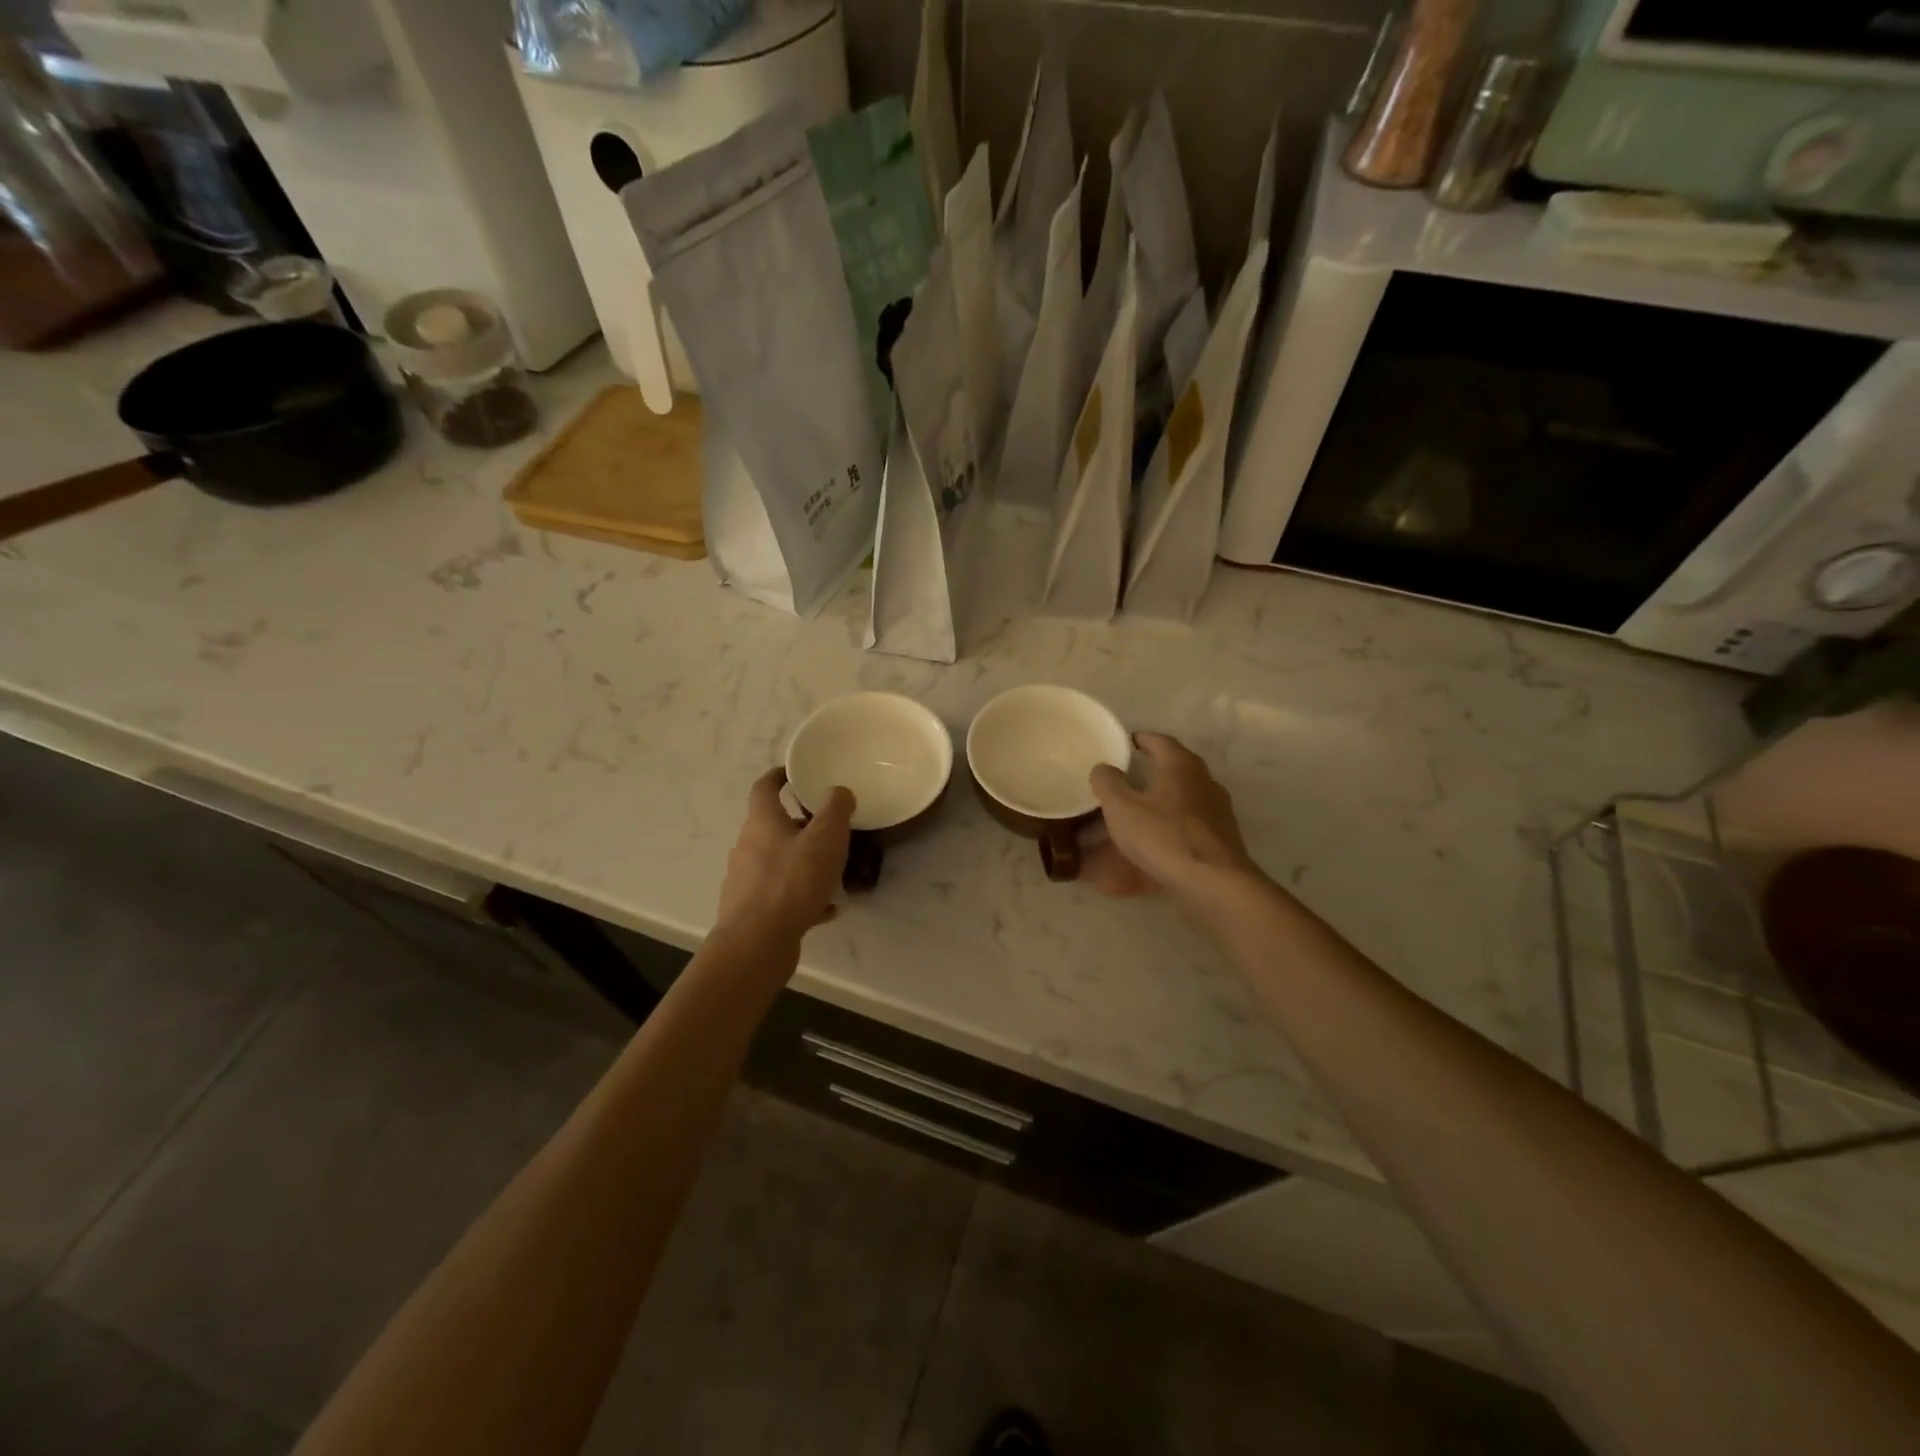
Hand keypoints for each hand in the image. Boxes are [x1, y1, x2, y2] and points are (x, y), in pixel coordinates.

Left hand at [715, 769, 854, 945]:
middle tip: (830, 831)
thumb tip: (839, 791)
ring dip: (803, 864)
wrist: (757, 942)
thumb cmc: (792, 881)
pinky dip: (802, 897)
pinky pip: (781, 896)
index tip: (795, 773)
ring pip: (779, 863)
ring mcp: (746, 880)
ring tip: (833, 875)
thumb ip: (836, 809)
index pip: (764, 788)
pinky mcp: (751, 911)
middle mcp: (747, 847)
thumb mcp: (826, 838)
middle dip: (801, 826)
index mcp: (762, 823)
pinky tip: (826, 911)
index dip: (779, 776)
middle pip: (773, 827)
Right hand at [1086, 733, 1262, 917]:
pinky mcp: (1220, 842)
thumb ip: (1108, 782)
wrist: (1213, 883)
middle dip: (1151, 772)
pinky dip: (1167, 833)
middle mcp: (1204, 783)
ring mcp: (1217, 813)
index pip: (1161, 741)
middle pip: (1175, 770)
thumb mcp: (1121, 807)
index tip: (1127, 742)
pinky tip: (1149, 852)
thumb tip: (1104, 768)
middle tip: (1127, 779)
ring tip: (1135, 818)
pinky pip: (1187, 830)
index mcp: (1181, 766)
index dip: (1142, 739)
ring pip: (1182, 802)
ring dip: (1160, 805)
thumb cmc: (1163, 835)